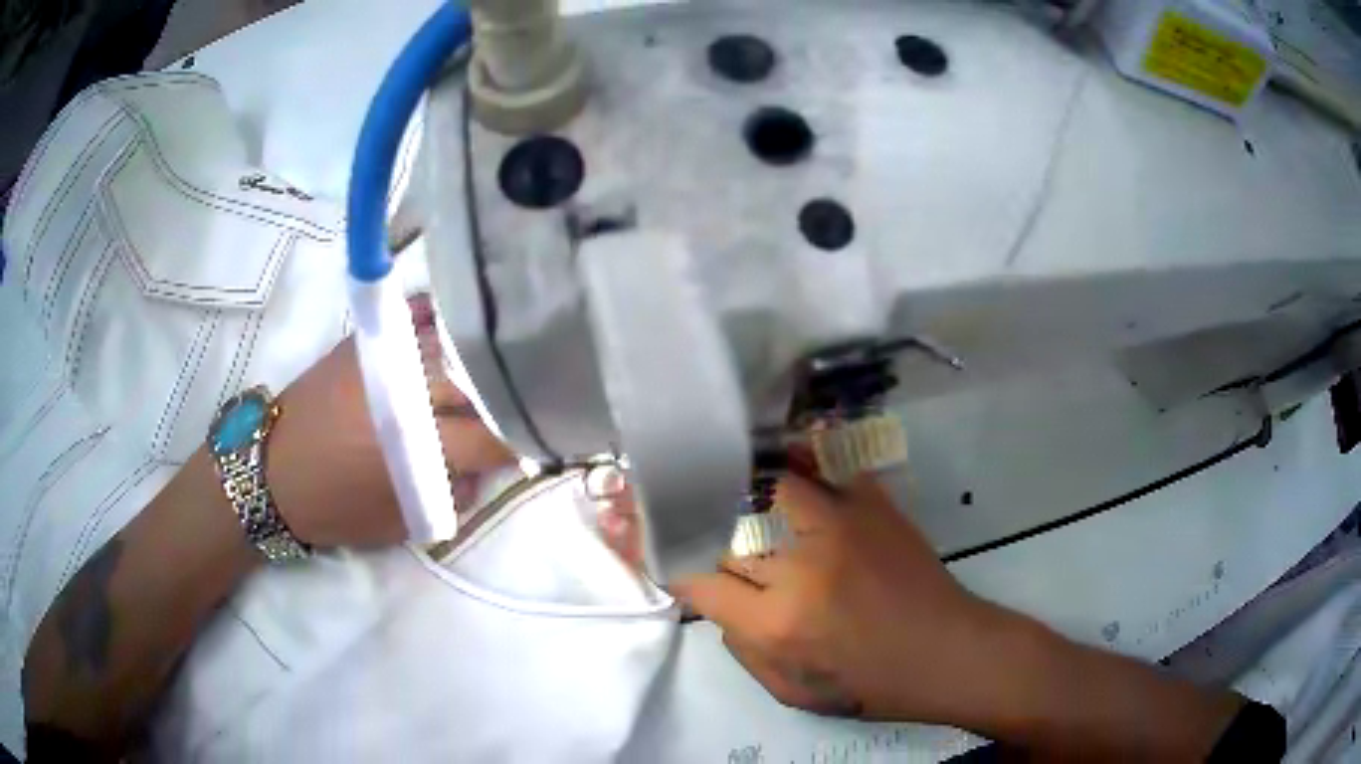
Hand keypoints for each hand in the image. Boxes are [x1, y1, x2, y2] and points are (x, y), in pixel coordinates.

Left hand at [265, 297, 514, 547]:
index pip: (490, 437)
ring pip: (451, 343)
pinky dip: (439, 319)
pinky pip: (413, 317)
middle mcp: (405, 395)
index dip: (522, 439)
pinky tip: (456, 323)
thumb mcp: (399, 523)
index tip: (539, 439)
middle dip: (508, 394)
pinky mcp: (362, 344)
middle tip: (527, 398)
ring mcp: (383, 360)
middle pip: (477, 382)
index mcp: (414, 448)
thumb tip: (482, 468)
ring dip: (481, 354)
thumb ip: (450, 497)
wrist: (271, 473)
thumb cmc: (336, 508)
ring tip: (504, 358)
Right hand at [673, 470, 1011, 722]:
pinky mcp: (871, 504)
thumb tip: (716, 600)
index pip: (694, 575)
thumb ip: (739, 646)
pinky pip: (822, 463)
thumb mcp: (789, 691)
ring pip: (761, 484)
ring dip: (729, 479)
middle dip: (686, 517)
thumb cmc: (869, 685)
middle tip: (658, 499)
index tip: (645, 541)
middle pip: (722, 527)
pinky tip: (772, 444)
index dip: (662, 557)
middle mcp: (799, 566)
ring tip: (701, 462)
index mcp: (775, 623)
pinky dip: (793, 453)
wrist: (946, 652)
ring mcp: (839, 525)